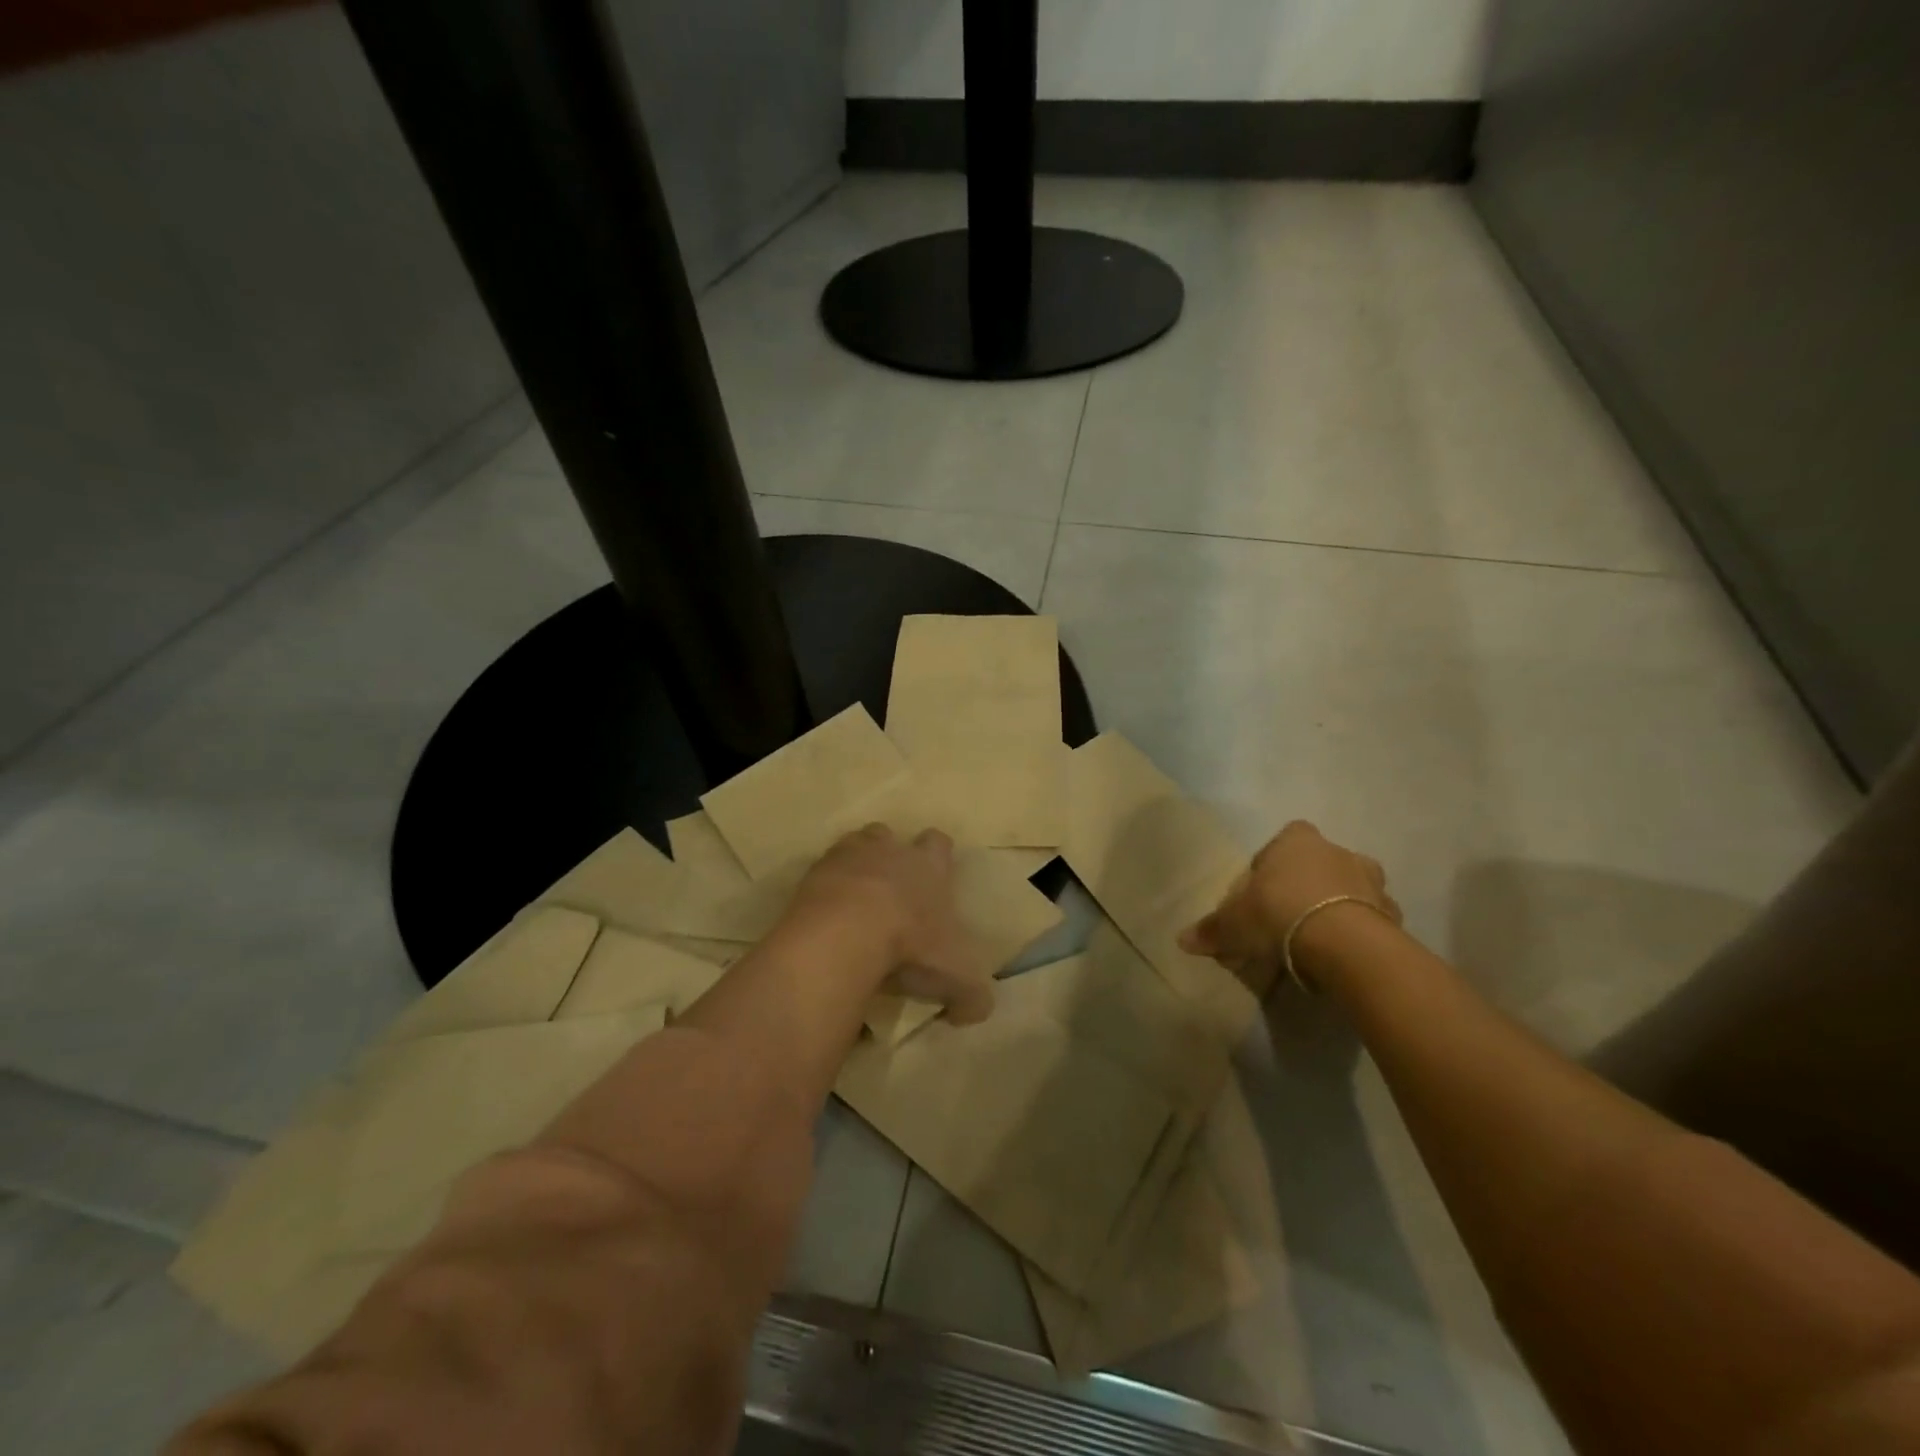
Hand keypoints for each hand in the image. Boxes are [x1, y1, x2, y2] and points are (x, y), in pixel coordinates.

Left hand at [788, 824, 992, 1023]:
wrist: (844, 936)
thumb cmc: (911, 946)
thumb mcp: (958, 979)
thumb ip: (973, 996)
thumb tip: (973, 1011)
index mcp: (928, 866)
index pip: (939, 843)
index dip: (938, 857)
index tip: (936, 879)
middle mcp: (888, 851)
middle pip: (887, 835)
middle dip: (888, 855)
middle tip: (890, 891)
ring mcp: (845, 858)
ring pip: (850, 846)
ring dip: (853, 867)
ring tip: (853, 901)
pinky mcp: (810, 876)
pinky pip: (818, 875)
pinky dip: (822, 892)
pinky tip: (825, 920)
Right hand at [1178, 821, 1400, 990]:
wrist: (1343, 943)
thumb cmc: (1280, 914)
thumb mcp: (1234, 923)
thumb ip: (1212, 929)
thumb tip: (1182, 940)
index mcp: (1297, 841)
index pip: (1282, 841)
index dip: (1271, 865)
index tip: (1261, 893)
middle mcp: (1337, 851)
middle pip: (1318, 863)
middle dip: (1307, 884)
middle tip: (1289, 916)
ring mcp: (1371, 881)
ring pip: (1350, 888)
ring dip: (1338, 905)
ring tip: (1318, 937)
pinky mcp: (1392, 913)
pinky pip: (1372, 918)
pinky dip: (1360, 930)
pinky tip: (1343, 953)